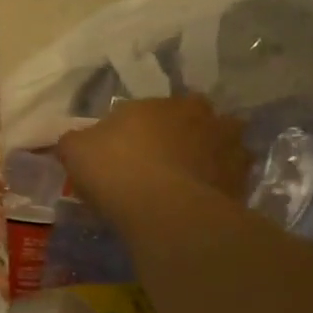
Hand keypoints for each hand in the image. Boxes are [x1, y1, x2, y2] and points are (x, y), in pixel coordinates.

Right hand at [56, 96, 251, 229]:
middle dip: (182, 137)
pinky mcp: (242, 181)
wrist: (162, 210)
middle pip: (194, 122)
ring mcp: (229, 148)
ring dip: (208, 159)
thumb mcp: (76, 150)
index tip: (126, 151)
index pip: (153, 109)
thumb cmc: (116, 169)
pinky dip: (217, 187)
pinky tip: (198, 204)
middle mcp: (204, 117)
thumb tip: (71, 141)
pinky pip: (228, 180)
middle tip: (161, 164)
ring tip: (186, 184)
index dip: (139, 129)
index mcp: (165, 103)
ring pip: (220, 148)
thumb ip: (74, 140)